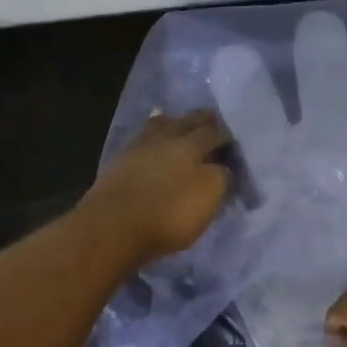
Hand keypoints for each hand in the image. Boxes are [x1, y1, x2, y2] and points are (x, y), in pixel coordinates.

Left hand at [80, 111, 231, 264]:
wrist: (112, 227)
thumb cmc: (169, 212)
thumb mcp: (209, 196)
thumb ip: (221, 177)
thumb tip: (222, 167)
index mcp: (191, 145)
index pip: (214, 132)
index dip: (226, 135)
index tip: (233, 140)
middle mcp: (165, 139)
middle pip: (186, 123)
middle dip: (200, 120)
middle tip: (211, 120)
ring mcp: (138, 149)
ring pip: (158, 127)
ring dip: (169, 122)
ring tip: (176, 120)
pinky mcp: (117, 164)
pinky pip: (139, 142)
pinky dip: (148, 137)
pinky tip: (149, 140)